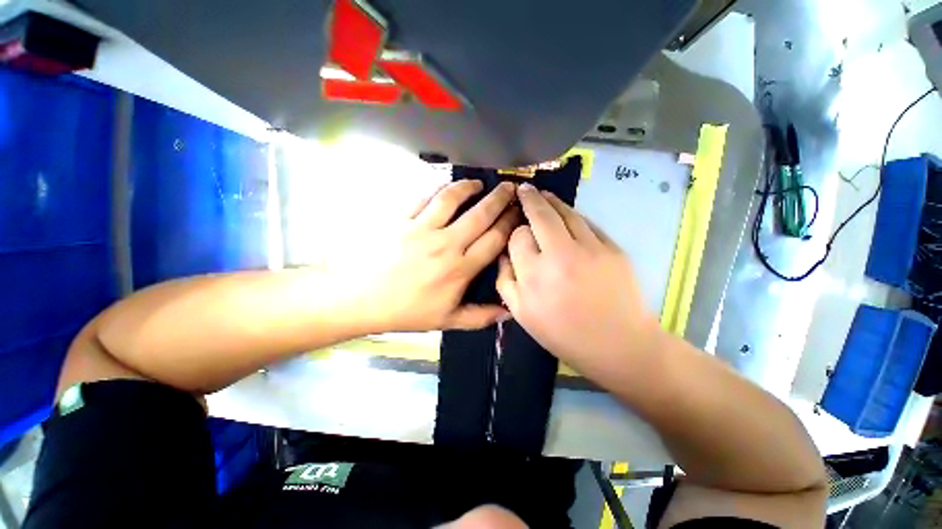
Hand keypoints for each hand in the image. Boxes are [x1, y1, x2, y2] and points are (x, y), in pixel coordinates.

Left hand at [347, 180, 518, 332]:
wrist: (363, 300)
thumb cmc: (408, 312)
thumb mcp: (447, 320)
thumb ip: (481, 317)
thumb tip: (509, 312)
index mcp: (460, 269)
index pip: (494, 239)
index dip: (510, 223)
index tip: (520, 212)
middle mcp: (446, 244)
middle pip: (480, 215)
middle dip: (500, 198)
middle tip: (511, 187)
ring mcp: (422, 229)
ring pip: (452, 199)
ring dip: (469, 187)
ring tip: (479, 182)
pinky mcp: (402, 220)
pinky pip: (424, 198)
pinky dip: (439, 189)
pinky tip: (447, 188)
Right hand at [496, 183, 657, 377]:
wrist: (619, 345)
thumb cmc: (564, 334)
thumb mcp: (521, 314)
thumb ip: (505, 281)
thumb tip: (504, 254)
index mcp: (535, 275)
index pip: (518, 237)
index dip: (515, 232)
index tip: (517, 236)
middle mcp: (560, 255)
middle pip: (540, 215)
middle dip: (529, 199)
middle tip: (523, 189)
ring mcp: (590, 248)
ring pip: (566, 213)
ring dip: (551, 201)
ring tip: (542, 194)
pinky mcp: (613, 248)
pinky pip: (587, 223)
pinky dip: (574, 215)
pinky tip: (567, 214)